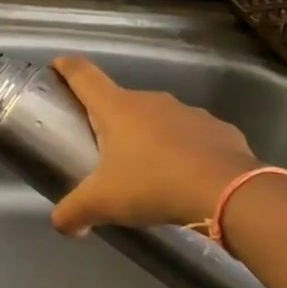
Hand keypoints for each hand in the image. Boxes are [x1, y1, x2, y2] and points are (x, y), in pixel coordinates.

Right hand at [49, 56, 261, 234]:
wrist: (229, 192)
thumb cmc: (153, 185)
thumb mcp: (103, 203)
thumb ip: (74, 212)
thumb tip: (60, 223)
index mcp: (116, 108)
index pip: (84, 75)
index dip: (67, 67)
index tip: (57, 64)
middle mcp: (150, 101)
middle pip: (120, 101)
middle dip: (110, 119)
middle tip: (103, 149)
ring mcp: (188, 112)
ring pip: (158, 119)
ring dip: (149, 136)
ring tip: (148, 169)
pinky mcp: (219, 129)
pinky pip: (193, 136)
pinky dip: (184, 150)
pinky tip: (187, 177)